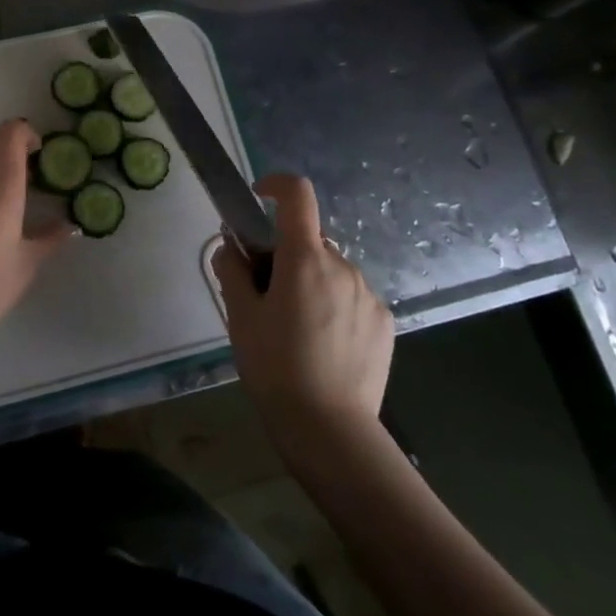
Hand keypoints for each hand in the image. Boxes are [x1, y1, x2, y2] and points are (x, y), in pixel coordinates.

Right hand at [213, 174, 394, 437]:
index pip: (297, 195)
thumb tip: (231, 245)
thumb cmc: (275, 367)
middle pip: (309, 241)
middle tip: (266, 296)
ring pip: (331, 271)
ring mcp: (368, 294)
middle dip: (286, 255)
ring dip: (311, 282)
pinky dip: (334, 305)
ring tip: (295, 330)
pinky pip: (352, 297)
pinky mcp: (384, 322)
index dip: (276, 185)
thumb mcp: (240, 317)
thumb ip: (232, 270)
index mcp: (305, 258)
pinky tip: (324, 346)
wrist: (329, 429)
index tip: (258, 199)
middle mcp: (342, 266)